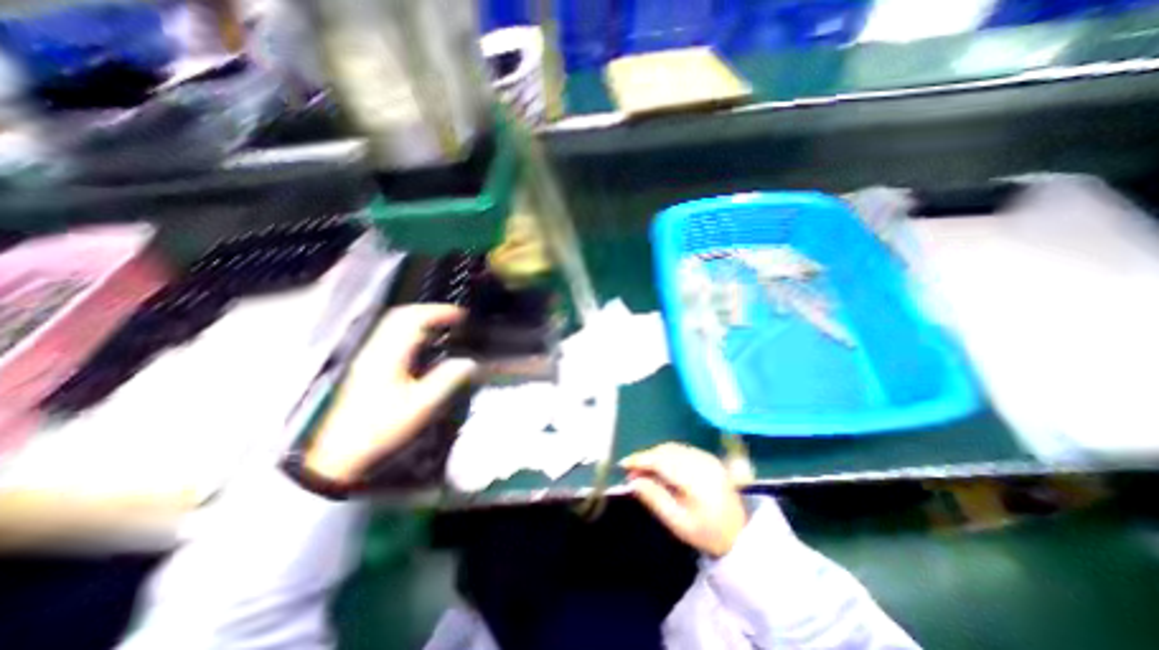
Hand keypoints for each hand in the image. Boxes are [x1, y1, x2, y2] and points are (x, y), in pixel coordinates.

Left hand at [304, 305, 478, 482]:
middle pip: (401, 316)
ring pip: (393, 324)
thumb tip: (468, 363)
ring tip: (441, 327)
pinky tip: (421, 344)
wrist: (342, 451)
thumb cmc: (381, 427)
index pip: (414, 319)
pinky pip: (390, 337)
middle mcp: (376, 351)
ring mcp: (369, 357)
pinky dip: (410, 332)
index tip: (459, 315)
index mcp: (389, 356)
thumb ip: (446, 381)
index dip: (439, 312)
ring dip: (419, 320)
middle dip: (429, 311)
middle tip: (451, 317)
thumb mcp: (421, 406)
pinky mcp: (367, 366)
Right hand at [621, 445, 746, 556]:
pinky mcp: (708, 457)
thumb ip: (655, 498)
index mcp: (697, 479)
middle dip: (647, 457)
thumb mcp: (678, 522)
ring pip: (673, 448)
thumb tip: (633, 480)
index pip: (663, 461)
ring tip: (643, 470)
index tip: (623, 464)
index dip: (641, 460)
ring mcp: (707, 457)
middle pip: (667, 451)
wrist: (741, 534)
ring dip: (655, 455)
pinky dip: (666, 455)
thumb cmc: (707, 533)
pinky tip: (660, 466)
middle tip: (631, 471)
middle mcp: (702, 462)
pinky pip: (681, 450)